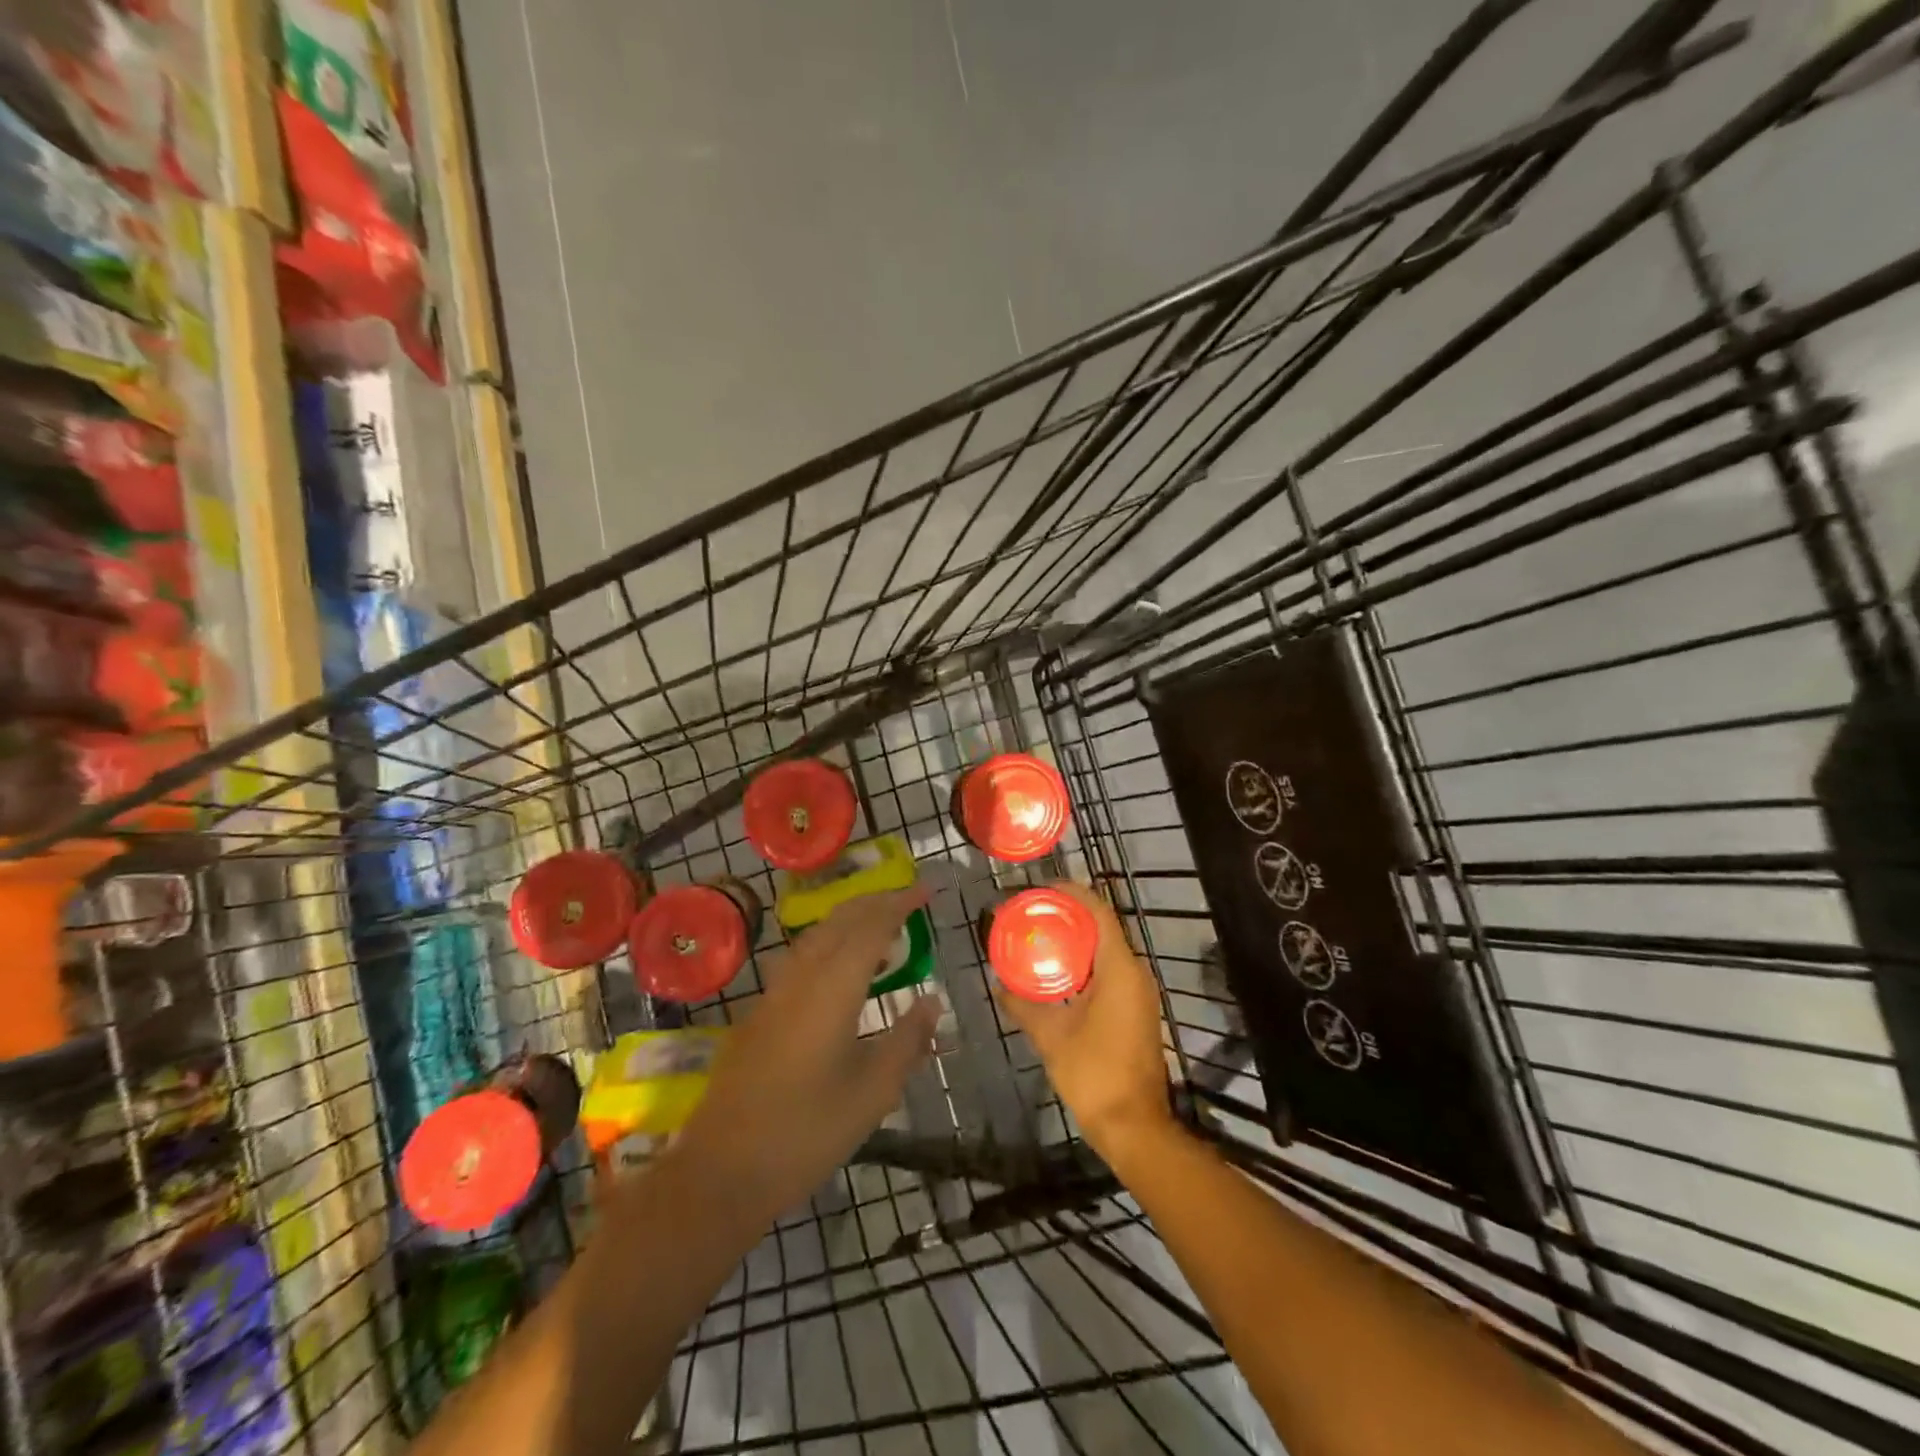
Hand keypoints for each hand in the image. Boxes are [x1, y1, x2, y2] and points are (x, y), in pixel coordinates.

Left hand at [674, 887, 942, 1218]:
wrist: (722, 1171)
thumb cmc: (806, 1133)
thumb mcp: (873, 1093)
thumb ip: (907, 1041)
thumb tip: (932, 1001)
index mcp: (832, 990)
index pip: (871, 928)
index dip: (900, 904)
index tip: (926, 890)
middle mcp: (800, 978)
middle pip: (840, 921)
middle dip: (875, 902)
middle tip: (908, 899)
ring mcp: (773, 994)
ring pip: (816, 936)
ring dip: (850, 921)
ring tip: (880, 929)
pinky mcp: (758, 1013)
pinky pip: (800, 957)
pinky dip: (829, 944)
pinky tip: (839, 969)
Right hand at [992, 883, 1174, 1160]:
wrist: (1134, 1126)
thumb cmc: (1094, 1074)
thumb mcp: (1050, 1036)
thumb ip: (1022, 1005)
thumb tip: (998, 984)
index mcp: (1119, 968)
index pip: (1098, 911)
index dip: (1070, 893)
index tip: (1040, 888)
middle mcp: (1135, 972)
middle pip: (1102, 926)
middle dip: (1067, 915)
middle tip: (1031, 913)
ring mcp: (1139, 992)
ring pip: (1106, 949)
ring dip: (1075, 940)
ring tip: (1038, 937)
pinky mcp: (1136, 1009)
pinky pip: (1109, 970)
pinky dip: (1083, 963)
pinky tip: (1056, 974)